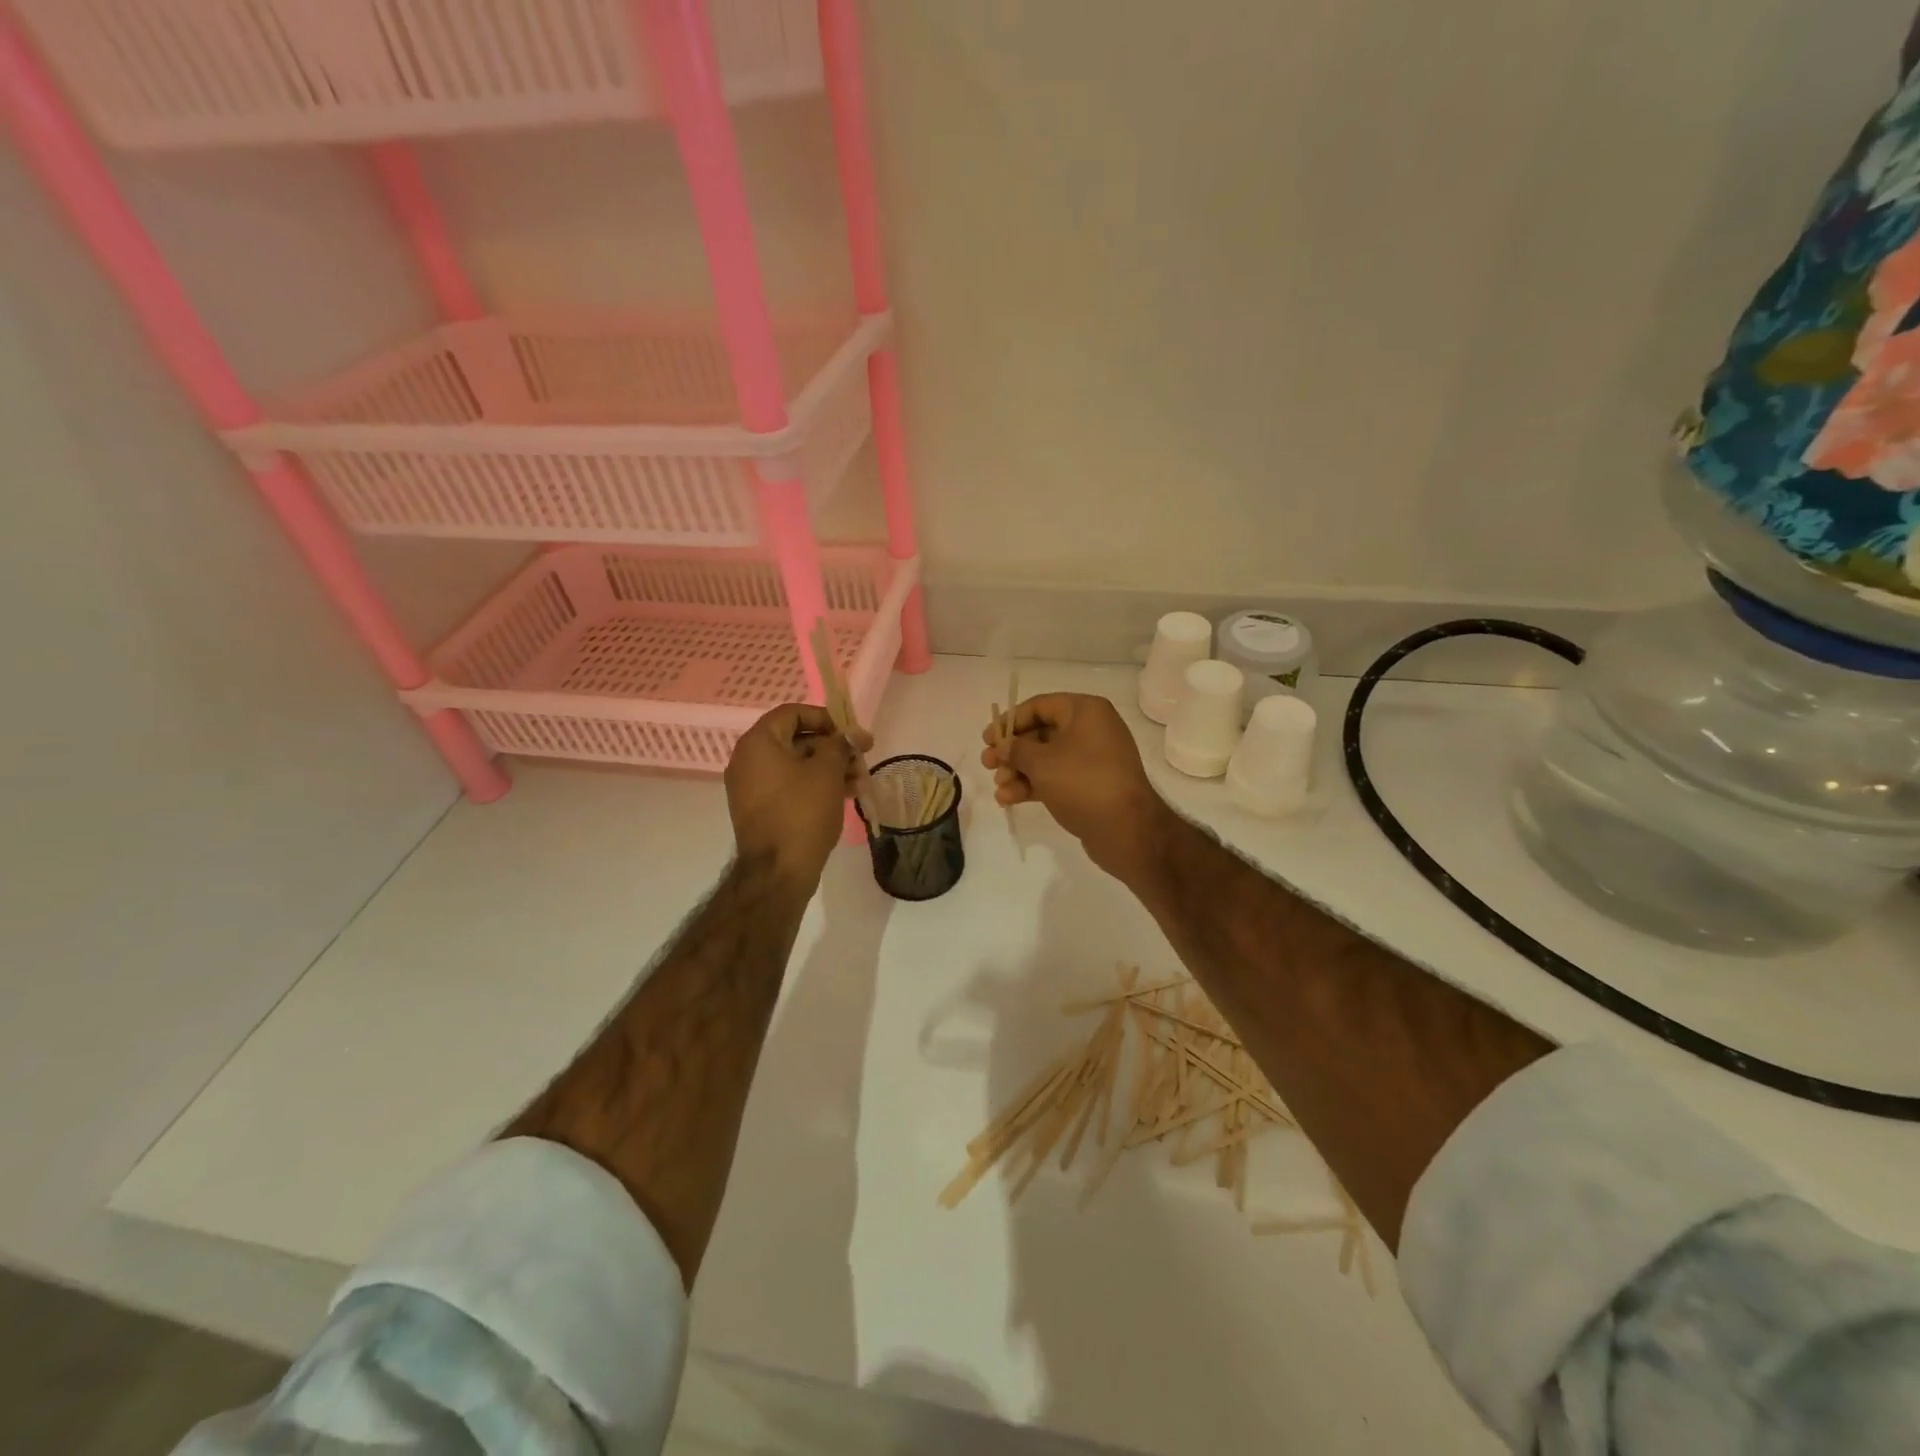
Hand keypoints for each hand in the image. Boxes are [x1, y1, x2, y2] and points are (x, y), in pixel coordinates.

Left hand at [726, 704, 871, 890]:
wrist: (778, 871)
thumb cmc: (802, 812)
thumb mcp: (827, 772)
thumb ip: (840, 745)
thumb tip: (851, 734)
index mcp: (758, 743)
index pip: (792, 713)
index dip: (825, 718)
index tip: (850, 734)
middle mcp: (748, 760)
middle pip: (796, 739)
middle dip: (833, 747)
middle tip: (862, 759)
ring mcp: (752, 787)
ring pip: (796, 765)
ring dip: (829, 768)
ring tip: (859, 782)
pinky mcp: (761, 809)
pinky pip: (790, 786)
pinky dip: (815, 785)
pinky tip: (845, 795)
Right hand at [981, 693, 1170, 883]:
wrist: (1126, 830)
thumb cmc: (1082, 783)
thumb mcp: (1041, 762)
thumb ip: (1015, 749)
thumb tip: (1003, 747)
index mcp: (1085, 711)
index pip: (1040, 706)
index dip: (1010, 721)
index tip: (987, 739)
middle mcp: (1092, 729)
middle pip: (1041, 733)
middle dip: (1012, 752)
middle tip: (987, 766)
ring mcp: (1093, 758)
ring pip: (1046, 758)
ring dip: (1019, 772)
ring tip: (999, 789)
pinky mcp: (1091, 784)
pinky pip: (1056, 777)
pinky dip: (1033, 785)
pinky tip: (1009, 800)